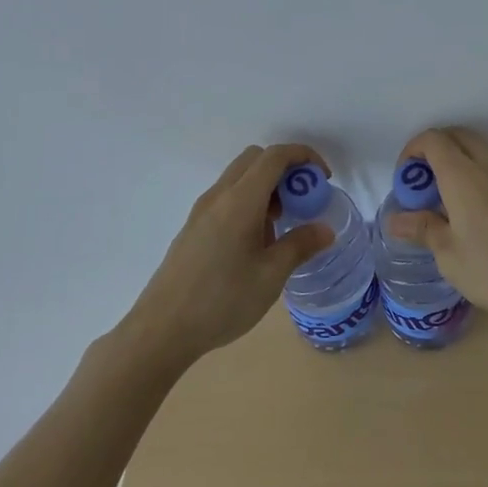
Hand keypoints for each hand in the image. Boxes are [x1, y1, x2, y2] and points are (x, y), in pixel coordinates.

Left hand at [122, 144, 336, 365]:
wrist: (161, 330)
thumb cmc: (222, 301)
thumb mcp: (271, 276)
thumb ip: (300, 245)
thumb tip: (325, 229)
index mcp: (240, 200)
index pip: (275, 156)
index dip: (304, 156)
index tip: (323, 178)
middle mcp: (219, 196)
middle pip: (255, 159)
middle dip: (285, 169)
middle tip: (303, 200)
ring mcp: (202, 210)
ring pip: (239, 177)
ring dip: (266, 186)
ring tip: (281, 225)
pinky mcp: (193, 227)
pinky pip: (227, 196)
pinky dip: (249, 201)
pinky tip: (255, 242)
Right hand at [388, 127, 487, 338]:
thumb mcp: (451, 258)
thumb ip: (423, 230)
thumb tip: (396, 220)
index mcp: (465, 176)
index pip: (433, 140)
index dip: (412, 151)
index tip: (405, 180)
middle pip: (458, 136)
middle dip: (434, 151)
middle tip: (423, 186)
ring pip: (480, 149)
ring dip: (459, 161)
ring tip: (447, 201)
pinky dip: (479, 174)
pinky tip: (477, 214)